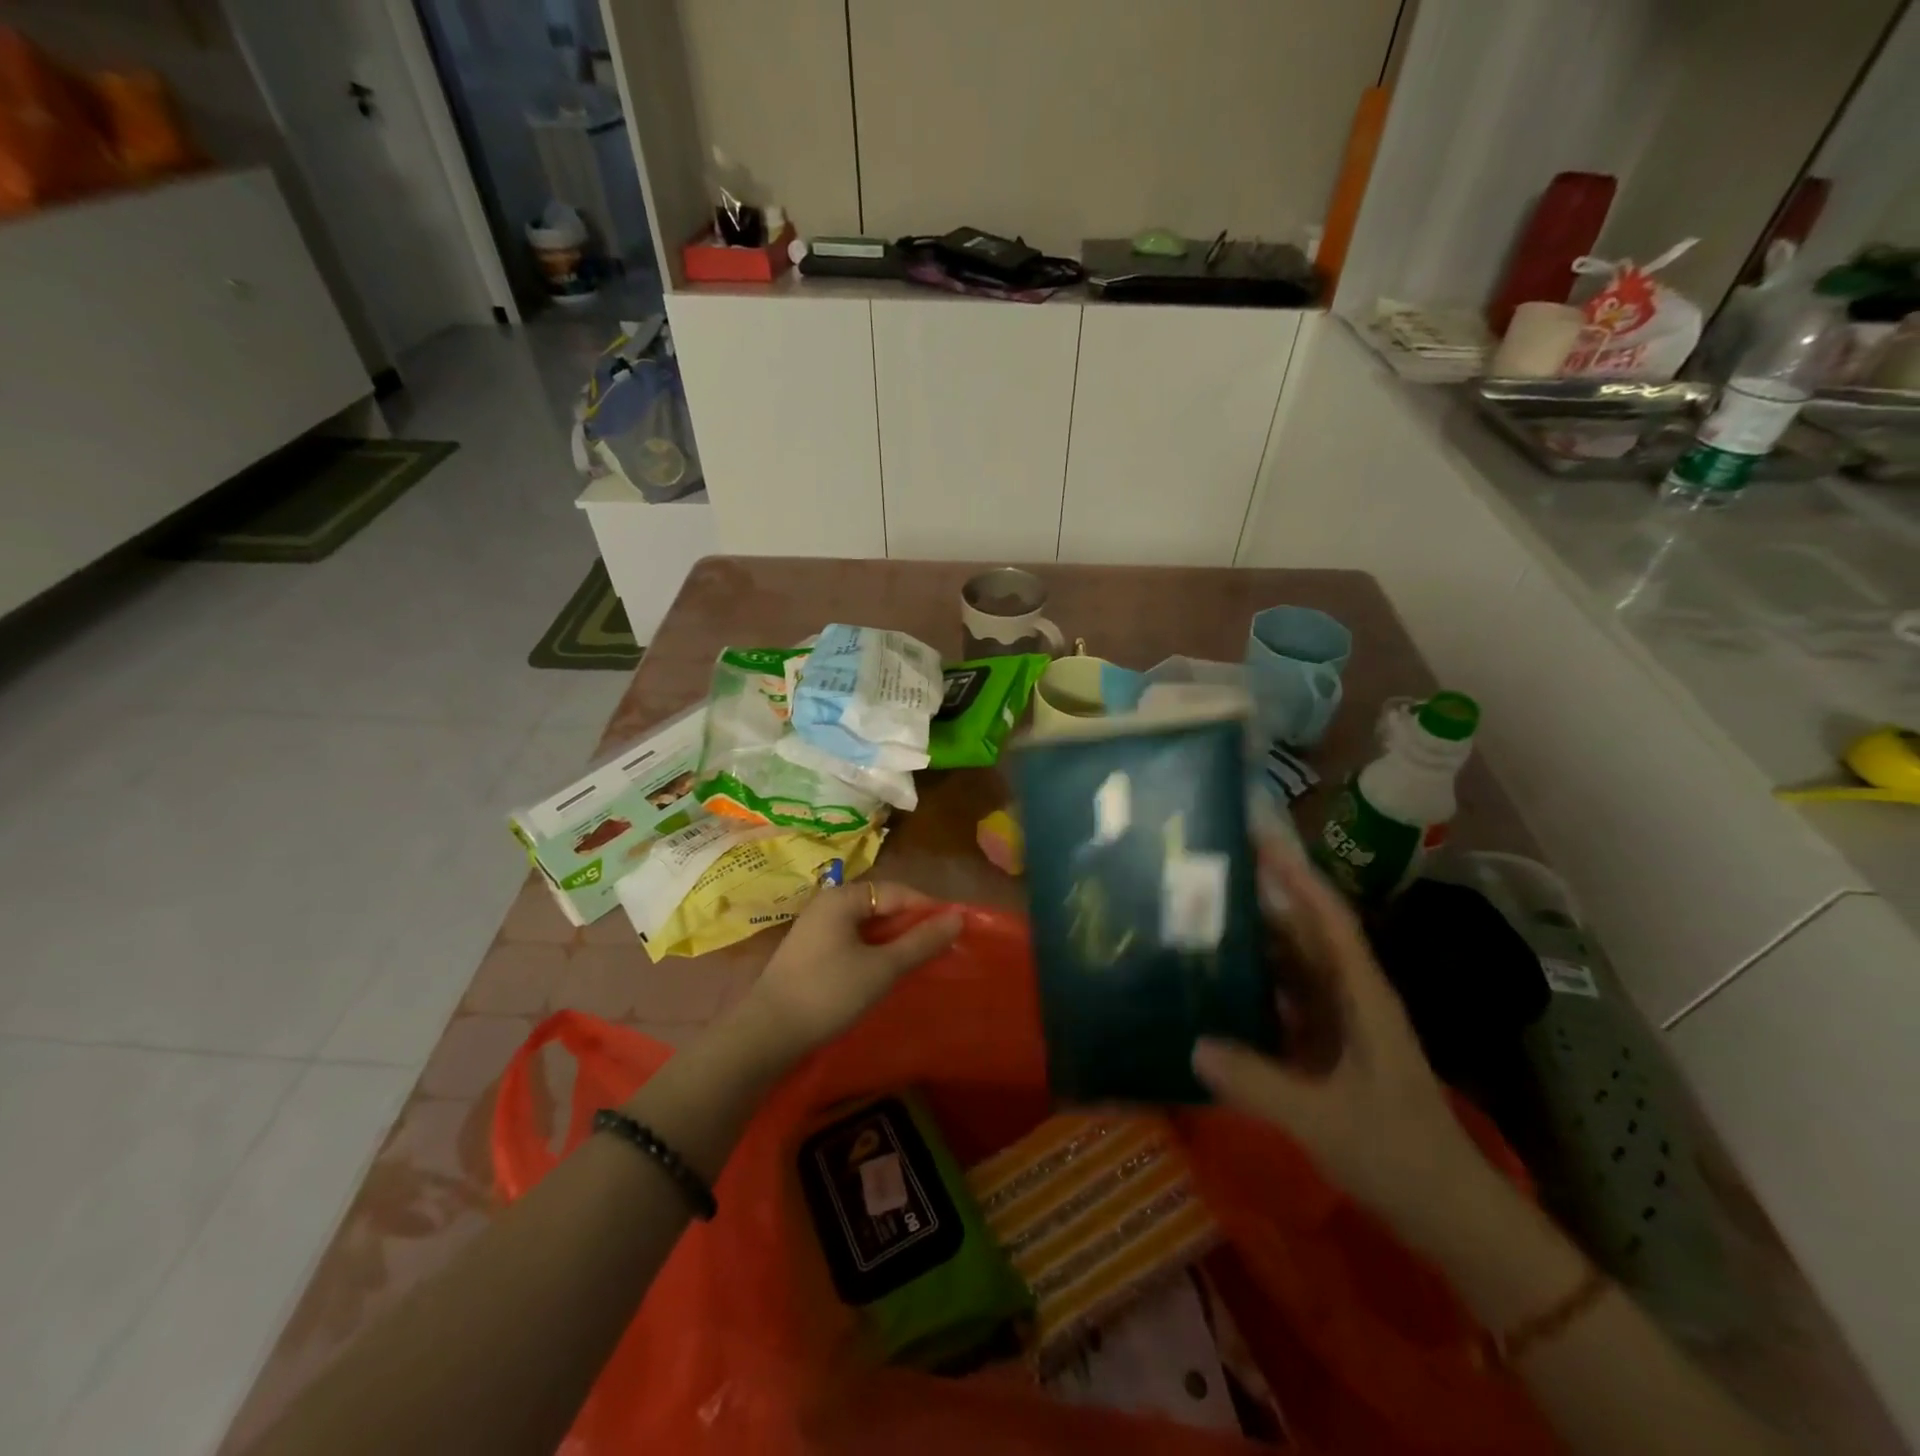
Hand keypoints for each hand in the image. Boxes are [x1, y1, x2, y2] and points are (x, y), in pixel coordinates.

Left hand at [742, 881, 962, 1059]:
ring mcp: (816, 929)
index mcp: (842, 898)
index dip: (927, 909)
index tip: (954, 931)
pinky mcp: (811, 953)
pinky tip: (886, 973)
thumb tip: (957, 918)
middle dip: (911, 926)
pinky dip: (874, 952)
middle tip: (940, 949)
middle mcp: (827, 905)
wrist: (767, 1034)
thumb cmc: (828, 993)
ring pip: (867, 926)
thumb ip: (920, 942)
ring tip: (919, 962)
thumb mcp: (881, 968)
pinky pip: (853, 942)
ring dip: (894, 941)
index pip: (897, 891)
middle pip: (881, 906)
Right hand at [1192, 832, 1489, 1233]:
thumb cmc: (1399, 1156)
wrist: (1450, 1215)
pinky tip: (1216, 988)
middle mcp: (1350, 997)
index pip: (1328, 919)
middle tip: (1206, 875)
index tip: (1257, 839)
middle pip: (1304, 933)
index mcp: (1362, 996)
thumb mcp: (1325, 1121)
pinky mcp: (1326, 1049)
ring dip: (1254, 942)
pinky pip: (1285, 1002)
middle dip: (1263, 899)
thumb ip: (1259, 1083)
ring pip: (1292, 966)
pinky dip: (1254, 987)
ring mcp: (1339, 1023)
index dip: (1296, 876)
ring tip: (1200, 920)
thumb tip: (1194, 1045)